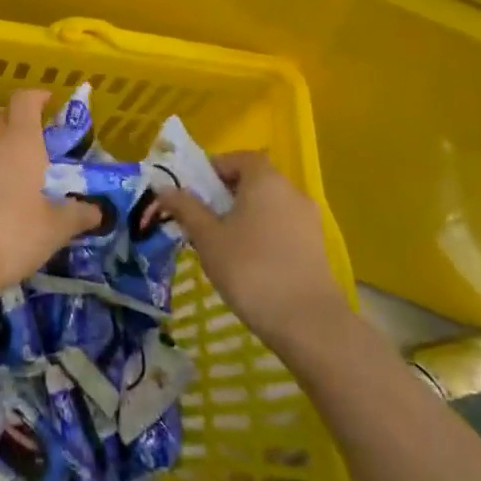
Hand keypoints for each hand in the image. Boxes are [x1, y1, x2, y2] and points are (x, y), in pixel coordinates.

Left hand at [0, 90, 101, 301]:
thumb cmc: (9, 235)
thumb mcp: (53, 230)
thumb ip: (76, 215)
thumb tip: (96, 210)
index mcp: (20, 141)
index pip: (25, 100)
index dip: (37, 97)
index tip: (50, 102)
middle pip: (1, 114)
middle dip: (18, 119)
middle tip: (36, 140)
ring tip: (14, 167)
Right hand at [157, 152, 348, 350]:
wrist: (307, 322)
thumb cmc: (249, 268)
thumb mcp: (207, 237)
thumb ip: (185, 208)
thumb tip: (164, 188)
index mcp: (265, 180)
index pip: (239, 158)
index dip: (215, 168)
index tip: (193, 189)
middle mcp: (291, 192)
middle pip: (254, 181)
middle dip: (225, 194)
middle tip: (200, 217)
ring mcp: (308, 221)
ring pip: (268, 206)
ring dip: (243, 215)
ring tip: (219, 242)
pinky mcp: (316, 248)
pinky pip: (282, 227)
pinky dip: (262, 233)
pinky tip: (246, 262)